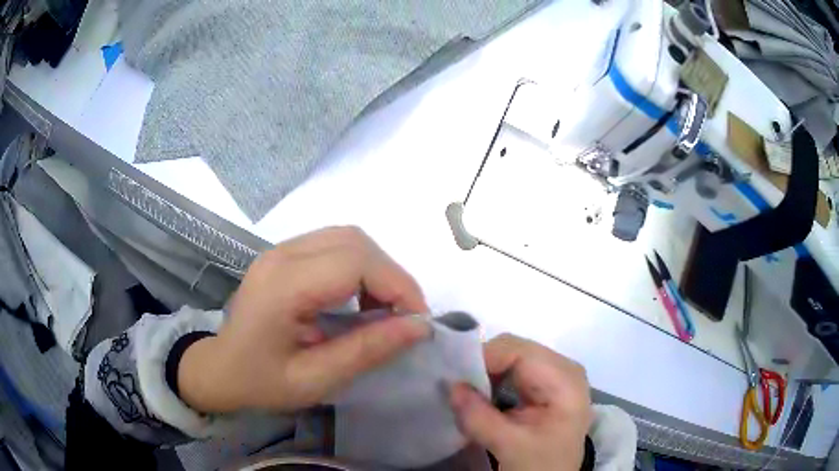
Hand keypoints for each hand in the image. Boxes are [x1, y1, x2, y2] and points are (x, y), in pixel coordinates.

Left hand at [178, 226, 430, 412]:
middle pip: (355, 242)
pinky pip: (335, 245)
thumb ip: (367, 351)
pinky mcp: (284, 254)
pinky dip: (360, 267)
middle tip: (404, 318)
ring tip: (384, 310)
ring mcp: (280, 250)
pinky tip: (359, 299)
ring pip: (348, 238)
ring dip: (377, 270)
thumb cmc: (262, 382)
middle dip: (391, 277)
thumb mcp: (315, 380)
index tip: (417, 323)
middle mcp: (281, 255)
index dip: (397, 286)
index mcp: (283, 287)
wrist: (221, 369)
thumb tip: (420, 327)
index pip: (355, 262)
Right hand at [450, 334, 591, 470]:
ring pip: (509, 358)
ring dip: (484, 375)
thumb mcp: (510, 446)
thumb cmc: (542, 465)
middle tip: (457, 390)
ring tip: (465, 396)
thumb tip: (450, 386)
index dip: (483, 359)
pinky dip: (492, 382)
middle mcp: (562, 368)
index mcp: (564, 378)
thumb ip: (479, 418)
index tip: (454, 380)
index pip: (517, 350)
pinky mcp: (543, 386)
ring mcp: (554, 375)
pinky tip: (481, 400)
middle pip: (514, 350)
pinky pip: (512, 371)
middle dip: (482, 367)